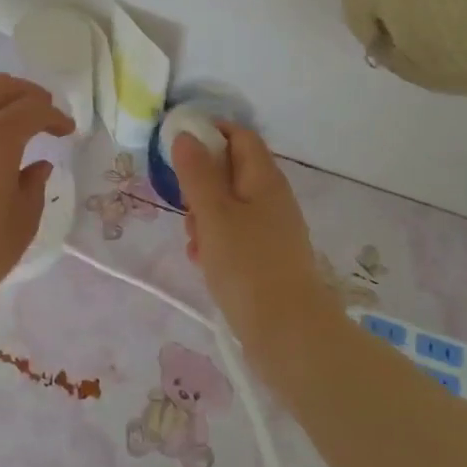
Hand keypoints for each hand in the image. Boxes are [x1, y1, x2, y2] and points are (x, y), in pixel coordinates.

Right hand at [173, 124, 334, 358]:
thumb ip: (197, 172)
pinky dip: (216, 241)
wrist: (289, 333)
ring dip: (204, 216)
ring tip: (193, 242)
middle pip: (231, 171)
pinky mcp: (267, 257)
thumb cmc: (247, 265)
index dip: (209, 132)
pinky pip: (235, 235)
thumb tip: (186, 134)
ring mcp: (272, 229)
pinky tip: (202, 262)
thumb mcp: (213, 214)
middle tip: (183, 205)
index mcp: (264, 178)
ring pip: (229, 206)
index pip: (238, 135)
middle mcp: (272, 197)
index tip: (177, 147)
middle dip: (200, 183)